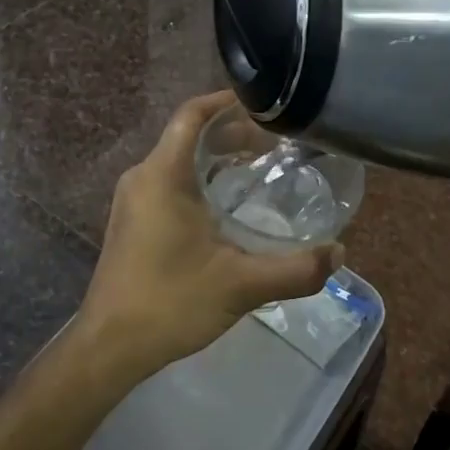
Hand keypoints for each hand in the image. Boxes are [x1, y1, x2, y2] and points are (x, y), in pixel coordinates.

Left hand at [75, 91, 341, 375]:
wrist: (110, 347)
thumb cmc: (171, 303)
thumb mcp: (241, 285)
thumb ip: (296, 269)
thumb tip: (339, 254)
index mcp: (163, 175)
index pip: (193, 115)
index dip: (228, 102)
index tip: (267, 107)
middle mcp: (142, 177)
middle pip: (189, 136)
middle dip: (232, 133)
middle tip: (277, 145)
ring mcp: (133, 200)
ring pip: (179, 161)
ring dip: (217, 159)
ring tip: (260, 170)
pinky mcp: (132, 222)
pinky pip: (169, 183)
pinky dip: (201, 181)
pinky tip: (228, 207)